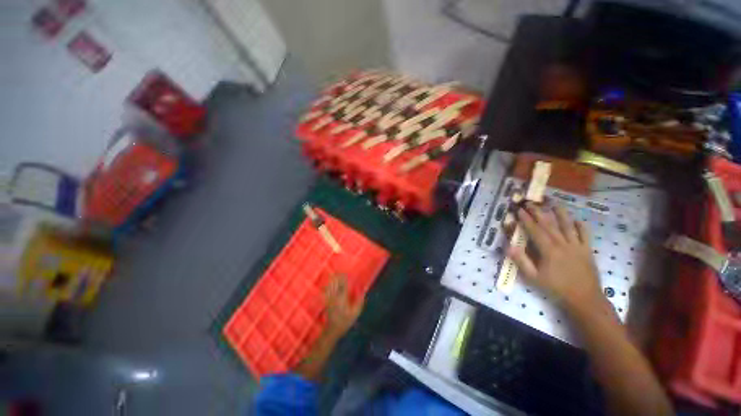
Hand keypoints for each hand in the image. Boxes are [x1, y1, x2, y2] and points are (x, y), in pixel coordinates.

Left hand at [324, 275, 363, 338]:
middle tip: (339, 271)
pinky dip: (327, 286)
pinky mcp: (326, 302)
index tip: (345, 273)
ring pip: (330, 286)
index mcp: (342, 298)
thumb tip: (363, 290)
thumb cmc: (346, 321)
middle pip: (335, 284)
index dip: (344, 278)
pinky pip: (325, 291)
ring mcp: (329, 299)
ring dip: (332, 280)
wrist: (333, 330)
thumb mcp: (356, 312)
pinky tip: (327, 283)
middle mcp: (335, 297)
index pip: (343, 285)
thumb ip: (360, 300)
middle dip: (337, 277)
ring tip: (334, 274)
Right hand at [508, 202, 606, 315]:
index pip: (535, 230)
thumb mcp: (534, 277)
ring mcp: (577, 246)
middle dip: (538, 212)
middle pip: (549, 224)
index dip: (526, 219)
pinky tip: (576, 220)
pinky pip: (585, 234)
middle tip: (530, 203)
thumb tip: (509, 246)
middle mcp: (563, 244)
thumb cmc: (556, 288)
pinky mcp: (587, 250)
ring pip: (568, 226)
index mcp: (549, 250)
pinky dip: (581, 226)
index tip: (519, 210)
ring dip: (560, 213)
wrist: (584, 298)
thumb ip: (521, 261)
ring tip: (554, 203)